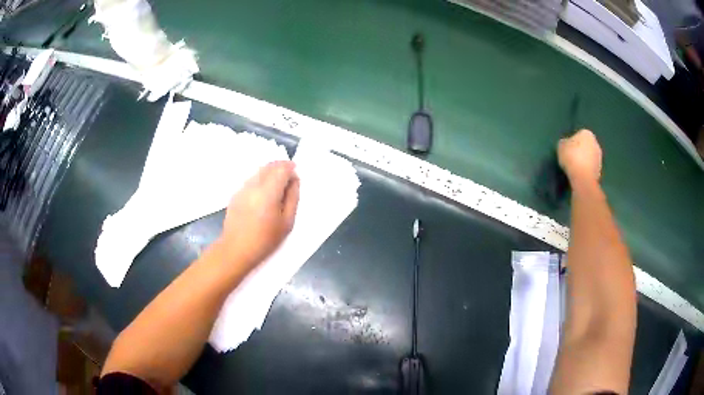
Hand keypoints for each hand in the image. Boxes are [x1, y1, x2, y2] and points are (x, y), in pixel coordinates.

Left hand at [216, 161, 299, 271]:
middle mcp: (254, 185)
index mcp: (268, 192)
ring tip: (277, 188)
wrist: (236, 250)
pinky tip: (263, 196)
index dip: (291, 168)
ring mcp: (242, 188)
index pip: (281, 169)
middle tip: (289, 179)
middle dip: (281, 167)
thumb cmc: (265, 240)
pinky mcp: (235, 194)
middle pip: (269, 166)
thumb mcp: (287, 223)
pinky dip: (260, 180)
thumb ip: (293, 198)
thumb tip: (294, 181)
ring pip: (259, 171)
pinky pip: (251, 180)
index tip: (296, 176)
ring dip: (270, 173)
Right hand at [558, 129, 601, 187]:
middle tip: (571, 158)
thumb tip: (566, 144)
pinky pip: (590, 168)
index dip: (572, 142)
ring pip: (589, 157)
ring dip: (584, 161)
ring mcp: (599, 158)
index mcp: (587, 133)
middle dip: (580, 151)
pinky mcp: (600, 171)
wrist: (583, 178)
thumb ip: (565, 143)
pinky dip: (586, 170)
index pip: (579, 134)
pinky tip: (579, 175)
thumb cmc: (571, 157)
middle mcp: (596, 143)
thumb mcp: (561, 146)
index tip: (567, 149)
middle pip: (586, 146)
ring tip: (574, 168)